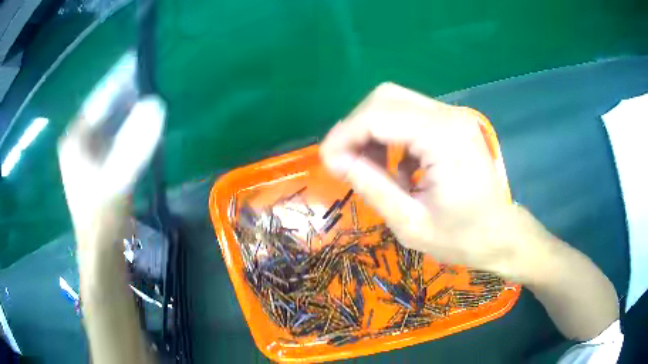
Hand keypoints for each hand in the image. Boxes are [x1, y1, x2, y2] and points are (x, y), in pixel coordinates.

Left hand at [57, 54, 164, 251]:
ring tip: (148, 97)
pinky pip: (112, 136)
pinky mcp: (95, 163)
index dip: (120, 79)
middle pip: (105, 108)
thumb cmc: (103, 214)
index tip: (140, 61)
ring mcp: (86, 152)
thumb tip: (156, 104)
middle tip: (149, 80)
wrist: (101, 248)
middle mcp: (78, 140)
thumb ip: (135, 141)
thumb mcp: (118, 176)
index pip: (100, 97)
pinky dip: (126, 129)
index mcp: (76, 138)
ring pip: (109, 122)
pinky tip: (140, 126)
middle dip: (126, 95)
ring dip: (127, 111)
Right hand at [320, 83, 524, 276]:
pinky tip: (398, 168)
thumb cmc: (462, 238)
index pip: (378, 116)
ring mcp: (453, 117)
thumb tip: (335, 159)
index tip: (327, 162)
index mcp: (443, 138)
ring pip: (395, 103)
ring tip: (370, 169)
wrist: (501, 235)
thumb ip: (371, 186)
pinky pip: (410, 116)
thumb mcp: (409, 222)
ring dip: (373, 132)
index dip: (344, 136)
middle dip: (357, 128)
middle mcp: (449, 116)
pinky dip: (392, 136)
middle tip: (346, 163)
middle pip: (385, 98)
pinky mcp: (452, 124)